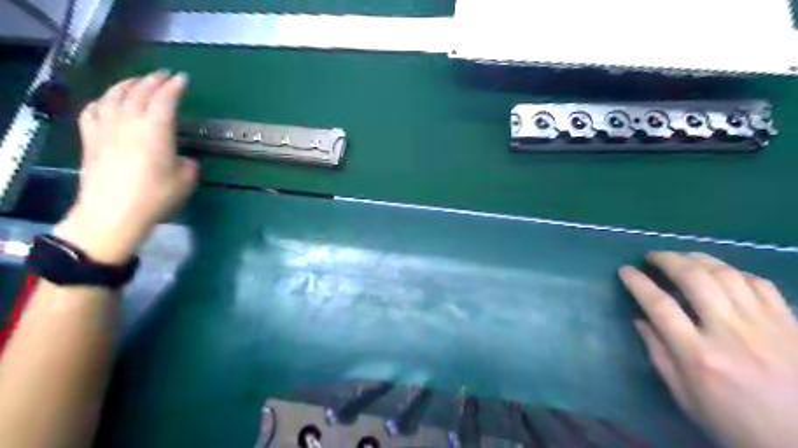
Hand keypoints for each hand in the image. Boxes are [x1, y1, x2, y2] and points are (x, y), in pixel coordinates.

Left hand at [54, 71, 196, 262]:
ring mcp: (106, 129)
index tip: (183, 79)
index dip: (175, 87)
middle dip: (153, 80)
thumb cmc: (155, 197)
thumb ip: (188, 164)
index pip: (165, 100)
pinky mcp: (90, 140)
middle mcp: (129, 123)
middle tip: (164, 75)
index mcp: (155, 131)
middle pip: (138, 92)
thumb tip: (183, 159)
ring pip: (114, 96)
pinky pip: (93, 111)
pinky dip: (103, 101)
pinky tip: (107, 101)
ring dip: (127, 84)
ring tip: (137, 81)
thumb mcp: (185, 181)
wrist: (113, 214)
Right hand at [620, 251, 797, 447]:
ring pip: (727, 274)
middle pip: (695, 279)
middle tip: (652, 256)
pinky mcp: (790, 324)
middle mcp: (730, 333)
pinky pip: (760, 284)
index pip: (659, 305)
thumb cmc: (734, 424)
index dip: (637, 282)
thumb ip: (659, 354)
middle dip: (667, 260)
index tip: (625, 270)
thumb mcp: (685, 397)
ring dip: (699, 259)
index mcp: (699, 356)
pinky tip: (722, 274)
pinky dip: (735, 272)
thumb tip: (640, 320)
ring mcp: (765, 326)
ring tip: (682, 257)